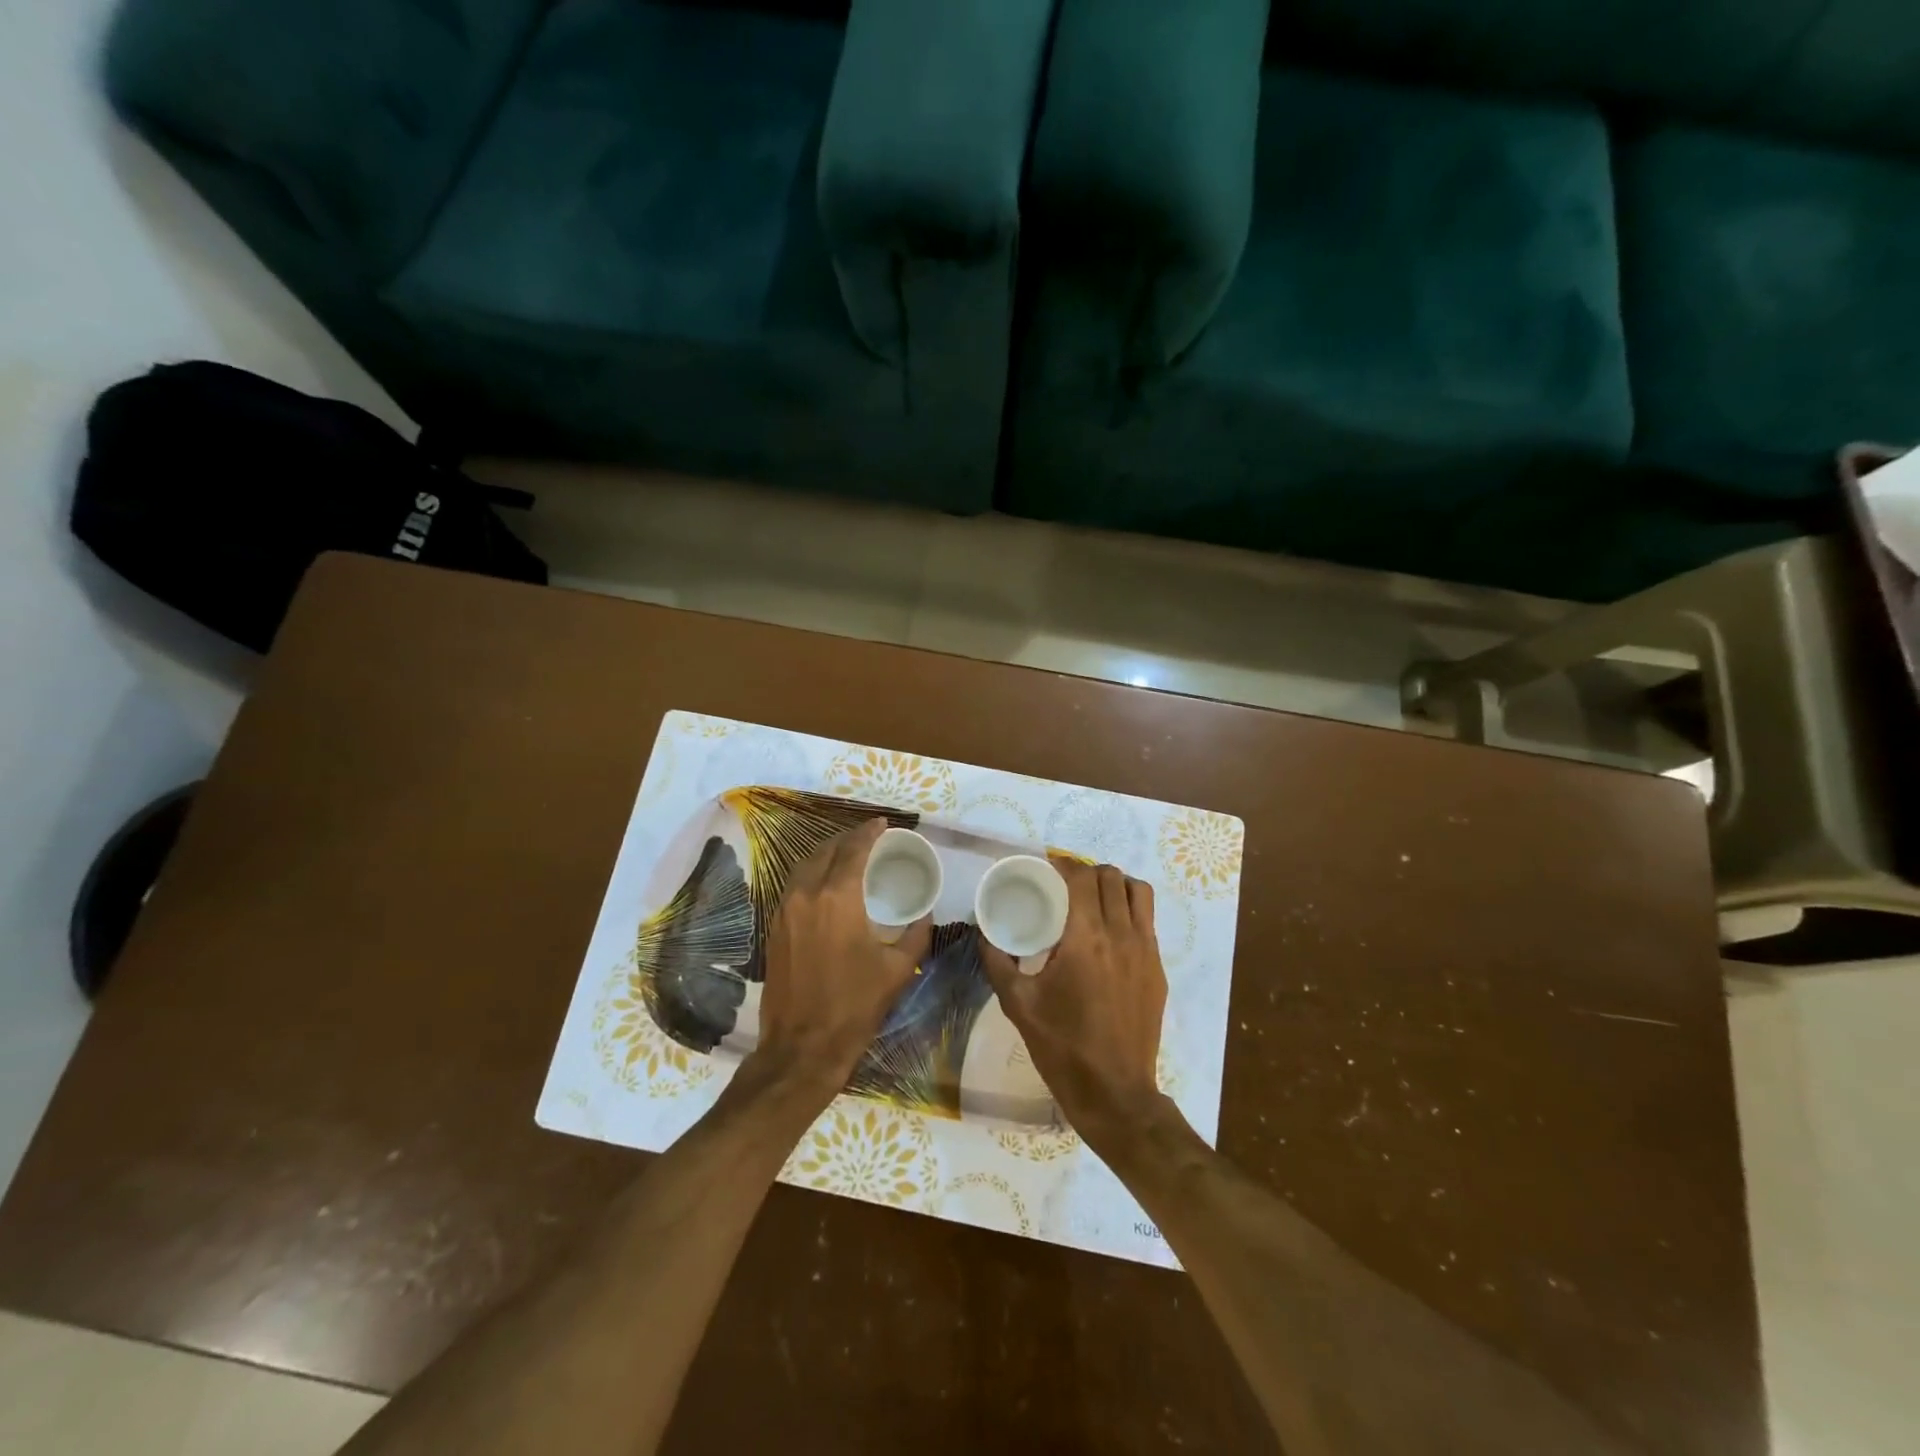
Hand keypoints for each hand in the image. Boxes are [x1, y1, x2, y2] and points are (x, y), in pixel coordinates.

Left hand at [749, 819, 931, 1113]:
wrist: (802, 1047)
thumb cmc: (854, 1006)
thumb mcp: (897, 970)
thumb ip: (915, 934)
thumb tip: (925, 915)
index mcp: (837, 898)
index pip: (853, 850)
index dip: (869, 832)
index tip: (883, 824)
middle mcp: (805, 895)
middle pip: (825, 851)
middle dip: (847, 839)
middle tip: (868, 838)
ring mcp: (784, 911)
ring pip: (804, 866)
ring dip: (826, 854)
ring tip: (847, 855)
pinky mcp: (774, 929)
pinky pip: (793, 886)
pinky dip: (811, 874)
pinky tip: (826, 885)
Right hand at [979, 858, 1169, 1155]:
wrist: (1114, 1093)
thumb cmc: (1062, 1047)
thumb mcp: (1018, 1004)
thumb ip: (997, 962)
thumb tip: (983, 932)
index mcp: (1085, 939)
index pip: (1081, 878)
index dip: (1063, 865)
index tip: (1045, 868)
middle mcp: (1121, 935)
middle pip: (1111, 877)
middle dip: (1086, 872)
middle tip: (1064, 885)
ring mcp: (1145, 951)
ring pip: (1138, 892)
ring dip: (1114, 885)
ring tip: (1093, 899)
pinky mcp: (1157, 969)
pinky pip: (1148, 920)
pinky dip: (1129, 910)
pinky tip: (1109, 932)